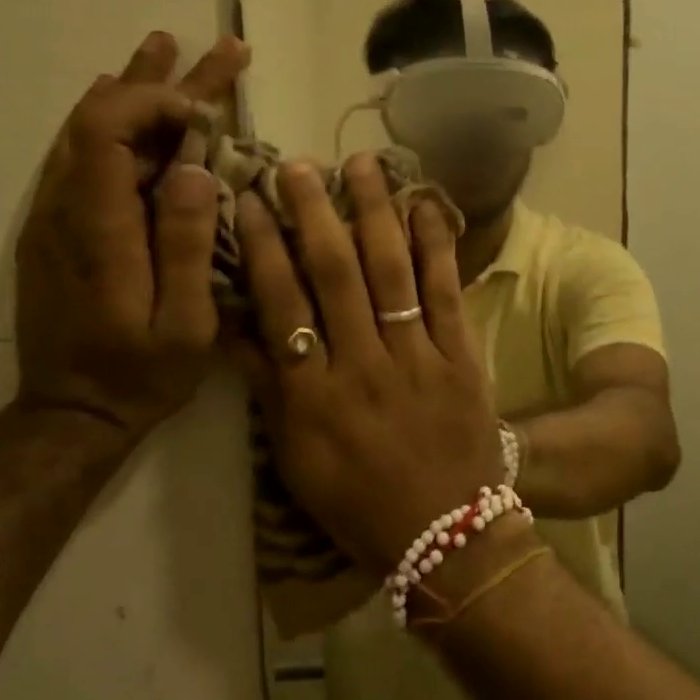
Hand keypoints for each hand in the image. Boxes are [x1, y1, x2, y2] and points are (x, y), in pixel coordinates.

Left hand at [13, 32, 249, 443]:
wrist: (71, 414)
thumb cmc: (139, 373)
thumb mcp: (184, 323)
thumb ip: (187, 244)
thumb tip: (197, 169)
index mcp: (98, 228)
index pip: (106, 131)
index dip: (154, 102)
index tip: (207, 110)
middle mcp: (66, 209)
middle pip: (102, 120)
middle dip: (163, 81)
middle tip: (218, 51)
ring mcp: (56, 217)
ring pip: (89, 133)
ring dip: (133, 90)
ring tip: (168, 50)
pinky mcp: (60, 229)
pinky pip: (83, 157)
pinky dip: (112, 121)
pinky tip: (123, 102)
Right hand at [235, 153, 500, 572]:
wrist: (448, 534)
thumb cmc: (362, 503)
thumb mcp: (297, 462)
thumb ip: (270, 393)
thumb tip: (239, 329)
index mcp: (314, 395)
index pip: (281, 304)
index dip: (264, 248)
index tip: (251, 201)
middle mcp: (362, 365)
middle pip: (335, 274)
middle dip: (315, 214)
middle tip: (300, 166)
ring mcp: (417, 357)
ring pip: (391, 272)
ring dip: (375, 214)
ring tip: (362, 165)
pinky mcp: (461, 355)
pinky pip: (445, 292)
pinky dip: (436, 246)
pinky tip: (426, 205)